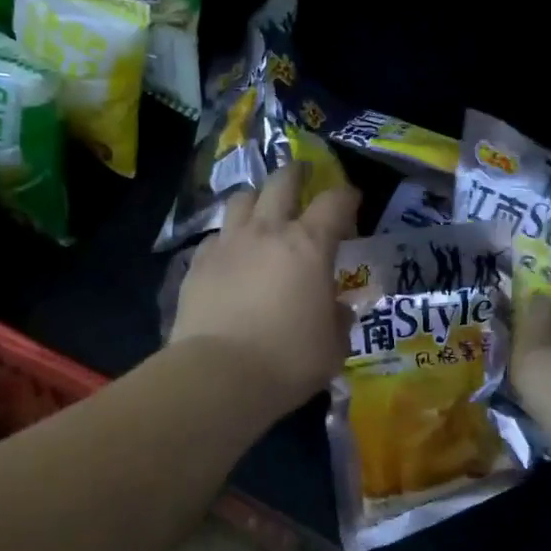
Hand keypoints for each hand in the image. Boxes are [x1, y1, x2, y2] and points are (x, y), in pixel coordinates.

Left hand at [170, 162, 360, 417]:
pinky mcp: (198, 263)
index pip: (334, 202)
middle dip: (296, 174)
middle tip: (302, 177)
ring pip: (241, 199)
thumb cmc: (288, 360)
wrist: (218, 376)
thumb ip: (339, 319)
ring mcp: (228, 244)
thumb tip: (336, 307)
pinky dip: (228, 238)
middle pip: (281, 182)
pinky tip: (231, 255)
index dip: (347, 197)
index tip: (352, 201)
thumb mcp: (333, 346)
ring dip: (257, 198)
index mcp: (308, 245)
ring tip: (262, 210)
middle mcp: (267, 232)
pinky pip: (215, 236)